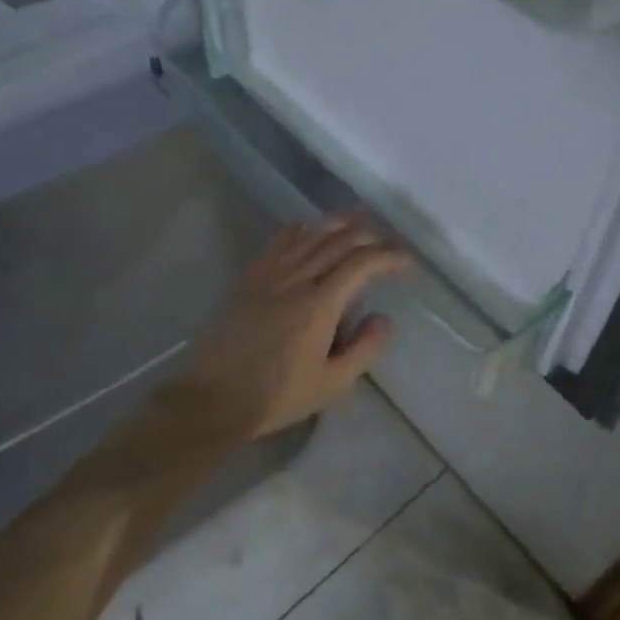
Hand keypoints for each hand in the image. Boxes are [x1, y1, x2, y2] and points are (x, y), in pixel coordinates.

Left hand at [184, 214, 410, 436]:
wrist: (213, 398)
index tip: (406, 262)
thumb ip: (364, 349)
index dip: (388, 256)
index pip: (361, 264)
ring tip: (358, 221)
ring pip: (310, 235)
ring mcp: (270, 276)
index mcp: (320, 305)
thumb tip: (382, 318)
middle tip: (387, 243)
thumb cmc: (277, 396)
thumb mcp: (332, 384)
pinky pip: (278, 243)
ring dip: (338, 224)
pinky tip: (308, 227)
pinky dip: (299, 230)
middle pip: (338, 241)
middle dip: (369, 236)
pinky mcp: (250, 280)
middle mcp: (297, 280)